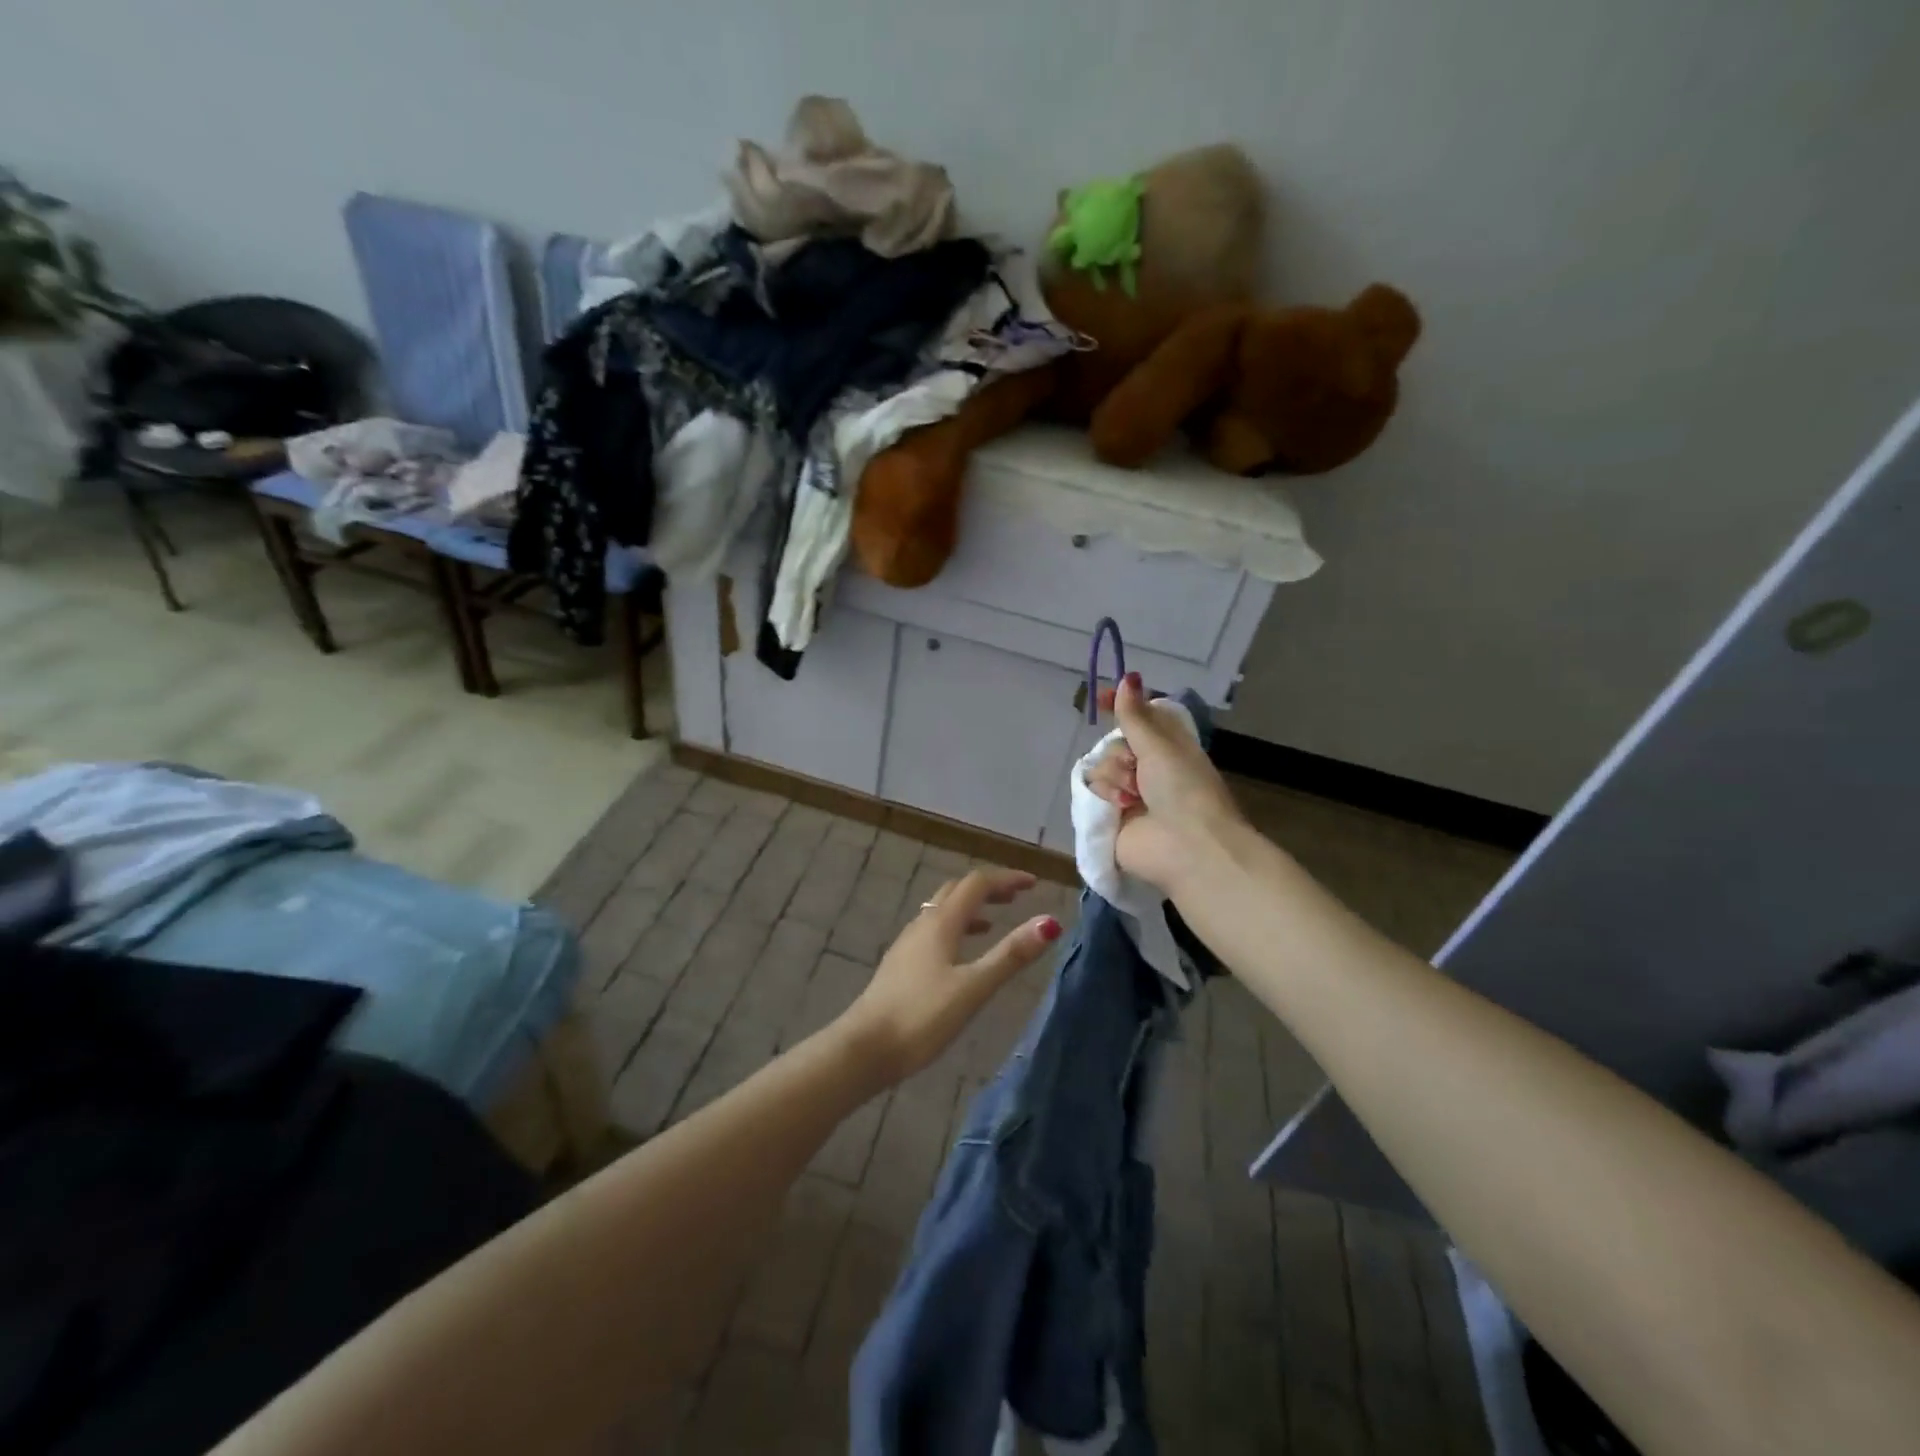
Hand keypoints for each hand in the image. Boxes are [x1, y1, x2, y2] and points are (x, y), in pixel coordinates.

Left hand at [837, 868, 1062, 1086]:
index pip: (977, 884)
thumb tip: (1049, 922)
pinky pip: (933, 931)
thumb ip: (1010, 955)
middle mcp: (923, 924)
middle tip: (1016, 897)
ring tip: (994, 920)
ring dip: (970, 908)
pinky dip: (955, 928)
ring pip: (942, 910)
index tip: (1034, 883)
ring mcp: (908, 944)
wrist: (865, 1048)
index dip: (1006, 879)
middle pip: (957, 891)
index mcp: (941, 923)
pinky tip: (961, 954)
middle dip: (988, 888)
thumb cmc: (922, 1016)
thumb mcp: (973, 987)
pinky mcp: (901, 964)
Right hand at [1087, 673, 1245, 893]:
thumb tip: (1127, 677)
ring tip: (1132, 797)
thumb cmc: (1184, 790)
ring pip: (1101, 766)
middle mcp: (1148, 770)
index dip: (1121, 707)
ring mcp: (1128, 795)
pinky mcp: (1111, 817)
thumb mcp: (1161, 746)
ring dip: (1115, 776)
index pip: (1139, 720)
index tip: (1101, 697)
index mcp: (1168, 750)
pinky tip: (1120, 807)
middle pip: (1115, 743)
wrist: (1187, 848)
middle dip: (1121, 752)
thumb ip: (1136, 715)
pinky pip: (1092, 791)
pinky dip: (1106, 795)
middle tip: (1136, 766)